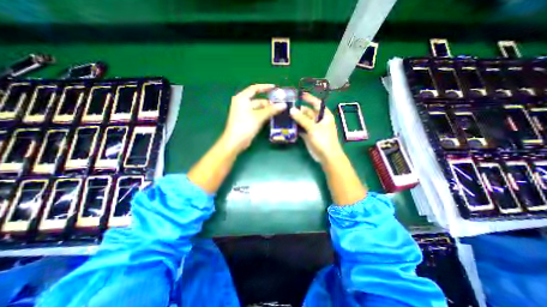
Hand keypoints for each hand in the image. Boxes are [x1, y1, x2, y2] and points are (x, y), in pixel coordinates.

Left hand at [224, 84, 287, 151]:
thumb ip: (271, 110)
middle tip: (280, 104)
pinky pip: (257, 114)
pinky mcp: (246, 120)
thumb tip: (284, 105)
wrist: (235, 142)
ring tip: (279, 111)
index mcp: (242, 98)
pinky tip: (272, 117)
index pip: (254, 89)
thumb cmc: (245, 126)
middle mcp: (242, 103)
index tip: (275, 88)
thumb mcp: (259, 116)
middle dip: (268, 102)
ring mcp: (244, 112)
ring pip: (258, 108)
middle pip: (257, 100)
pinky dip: (264, 115)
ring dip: (267, 110)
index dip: (265, 87)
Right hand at [287, 92, 343, 162]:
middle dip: (299, 110)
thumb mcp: (313, 128)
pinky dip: (296, 127)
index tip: (300, 94)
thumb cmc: (324, 140)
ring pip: (303, 120)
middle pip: (308, 112)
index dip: (309, 98)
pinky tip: (288, 125)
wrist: (327, 156)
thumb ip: (302, 119)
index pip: (316, 103)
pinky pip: (301, 128)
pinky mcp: (308, 135)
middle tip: (287, 107)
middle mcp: (319, 120)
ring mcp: (313, 128)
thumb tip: (292, 110)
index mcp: (324, 115)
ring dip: (296, 119)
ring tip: (285, 115)